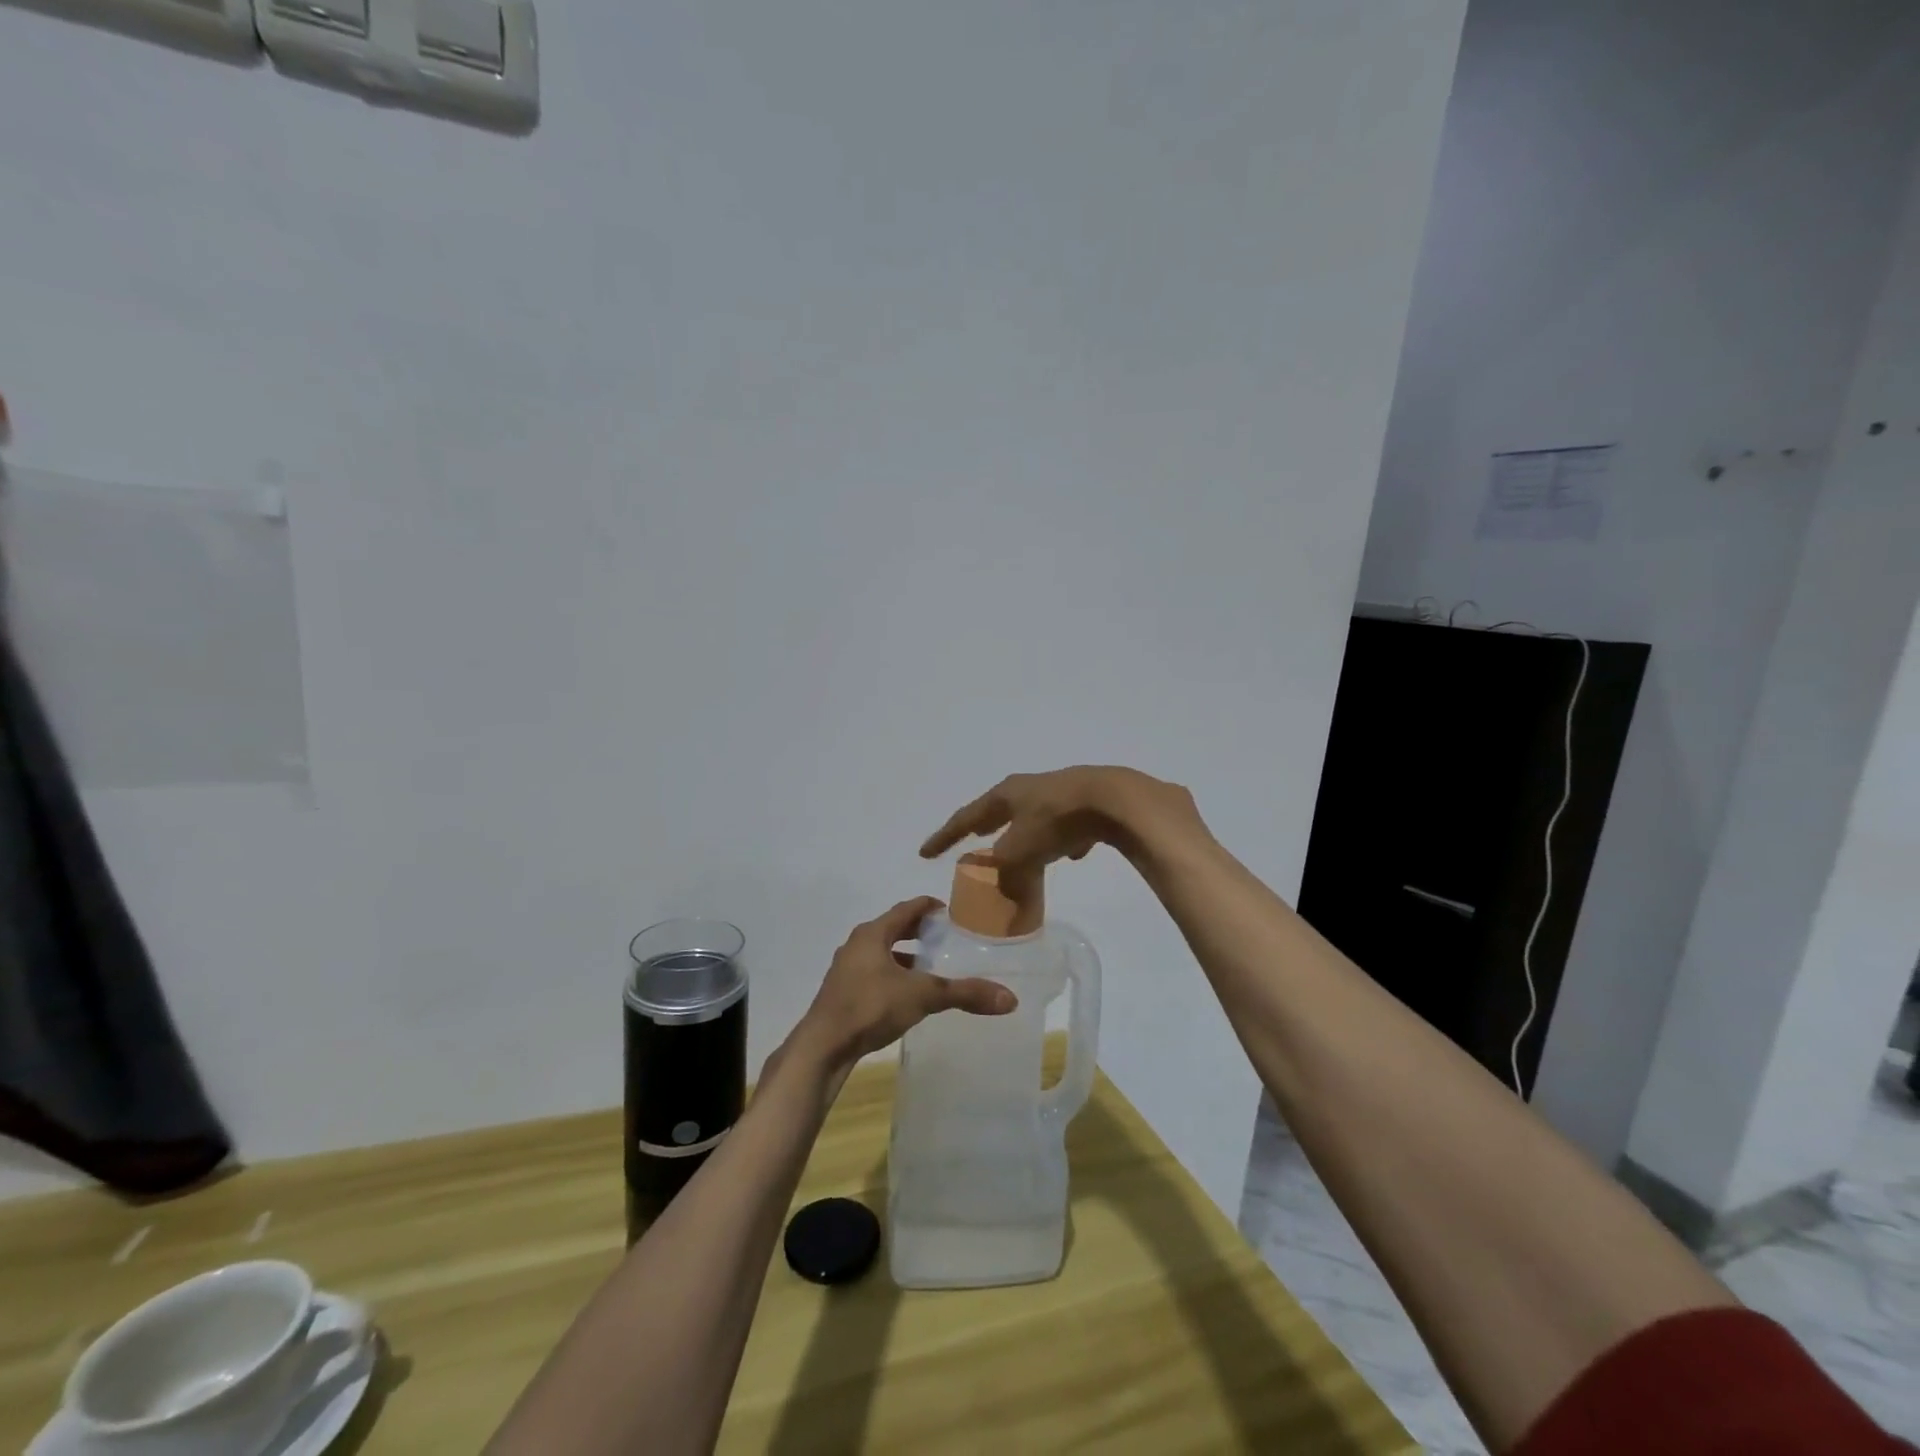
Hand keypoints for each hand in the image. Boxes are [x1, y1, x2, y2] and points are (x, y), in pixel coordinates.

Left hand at [792, 896, 1015, 1071]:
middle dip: (919, 932)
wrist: (823, 1046)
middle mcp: (857, 944)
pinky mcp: (843, 993)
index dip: (930, 907)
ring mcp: (847, 969)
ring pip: (882, 953)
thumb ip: (964, 993)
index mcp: (873, 933)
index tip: (952, 912)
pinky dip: (893, 975)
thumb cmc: (870, 1007)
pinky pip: (874, 973)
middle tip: (947, 939)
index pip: (907, 908)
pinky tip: (907, 995)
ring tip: (931, 968)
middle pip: (893, 928)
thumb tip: (1009, 998)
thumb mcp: (922, 996)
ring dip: (905, 956)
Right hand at [919, 766, 1198, 869]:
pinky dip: (1062, 839)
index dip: (944, 837)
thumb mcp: (1022, 854)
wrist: (1112, 798)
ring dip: (1027, 836)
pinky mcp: (1087, 802)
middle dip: (986, 828)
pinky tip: (1074, 853)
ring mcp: (1060, 792)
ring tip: (1026, 853)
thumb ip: (1007, 879)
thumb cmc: (1056, 820)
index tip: (924, 852)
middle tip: (974, 839)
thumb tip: (1006, 899)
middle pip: (1000, 812)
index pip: (966, 818)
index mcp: (1005, 795)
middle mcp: (1028, 789)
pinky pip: (1066, 825)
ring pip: (1035, 818)